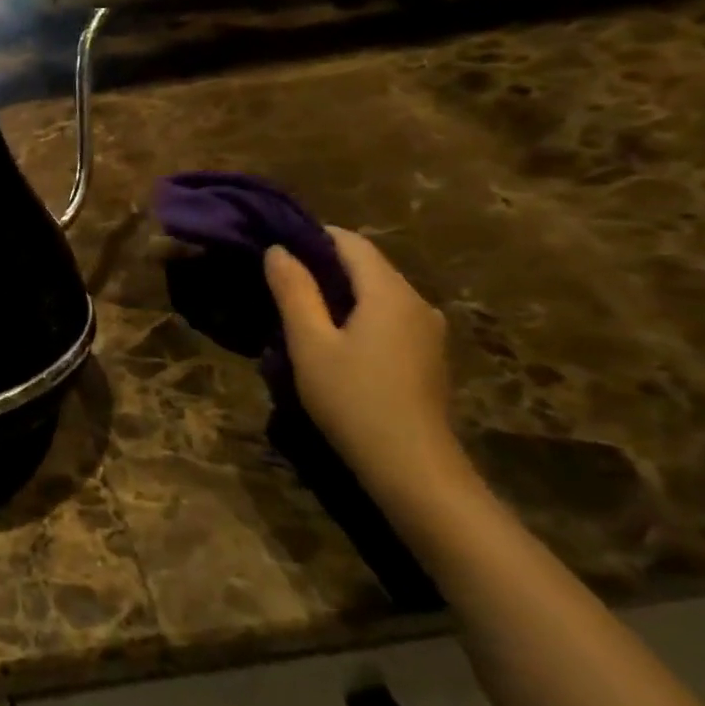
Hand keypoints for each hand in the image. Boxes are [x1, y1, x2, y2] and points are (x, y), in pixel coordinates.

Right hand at [263, 227, 476, 513]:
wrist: (412, 468)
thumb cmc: (353, 399)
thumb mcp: (310, 343)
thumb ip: (294, 292)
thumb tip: (278, 250)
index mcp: (389, 292)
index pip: (350, 242)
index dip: (312, 237)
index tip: (276, 247)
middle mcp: (417, 302)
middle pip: (367, 266)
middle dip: (324, 265)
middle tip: (279, 280)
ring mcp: (428, 331)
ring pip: (378, 293)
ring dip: (340, 293)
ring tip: (300, 311)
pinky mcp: (427, 356)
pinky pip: (388, 317)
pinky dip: (358, 315)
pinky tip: (334, 340)